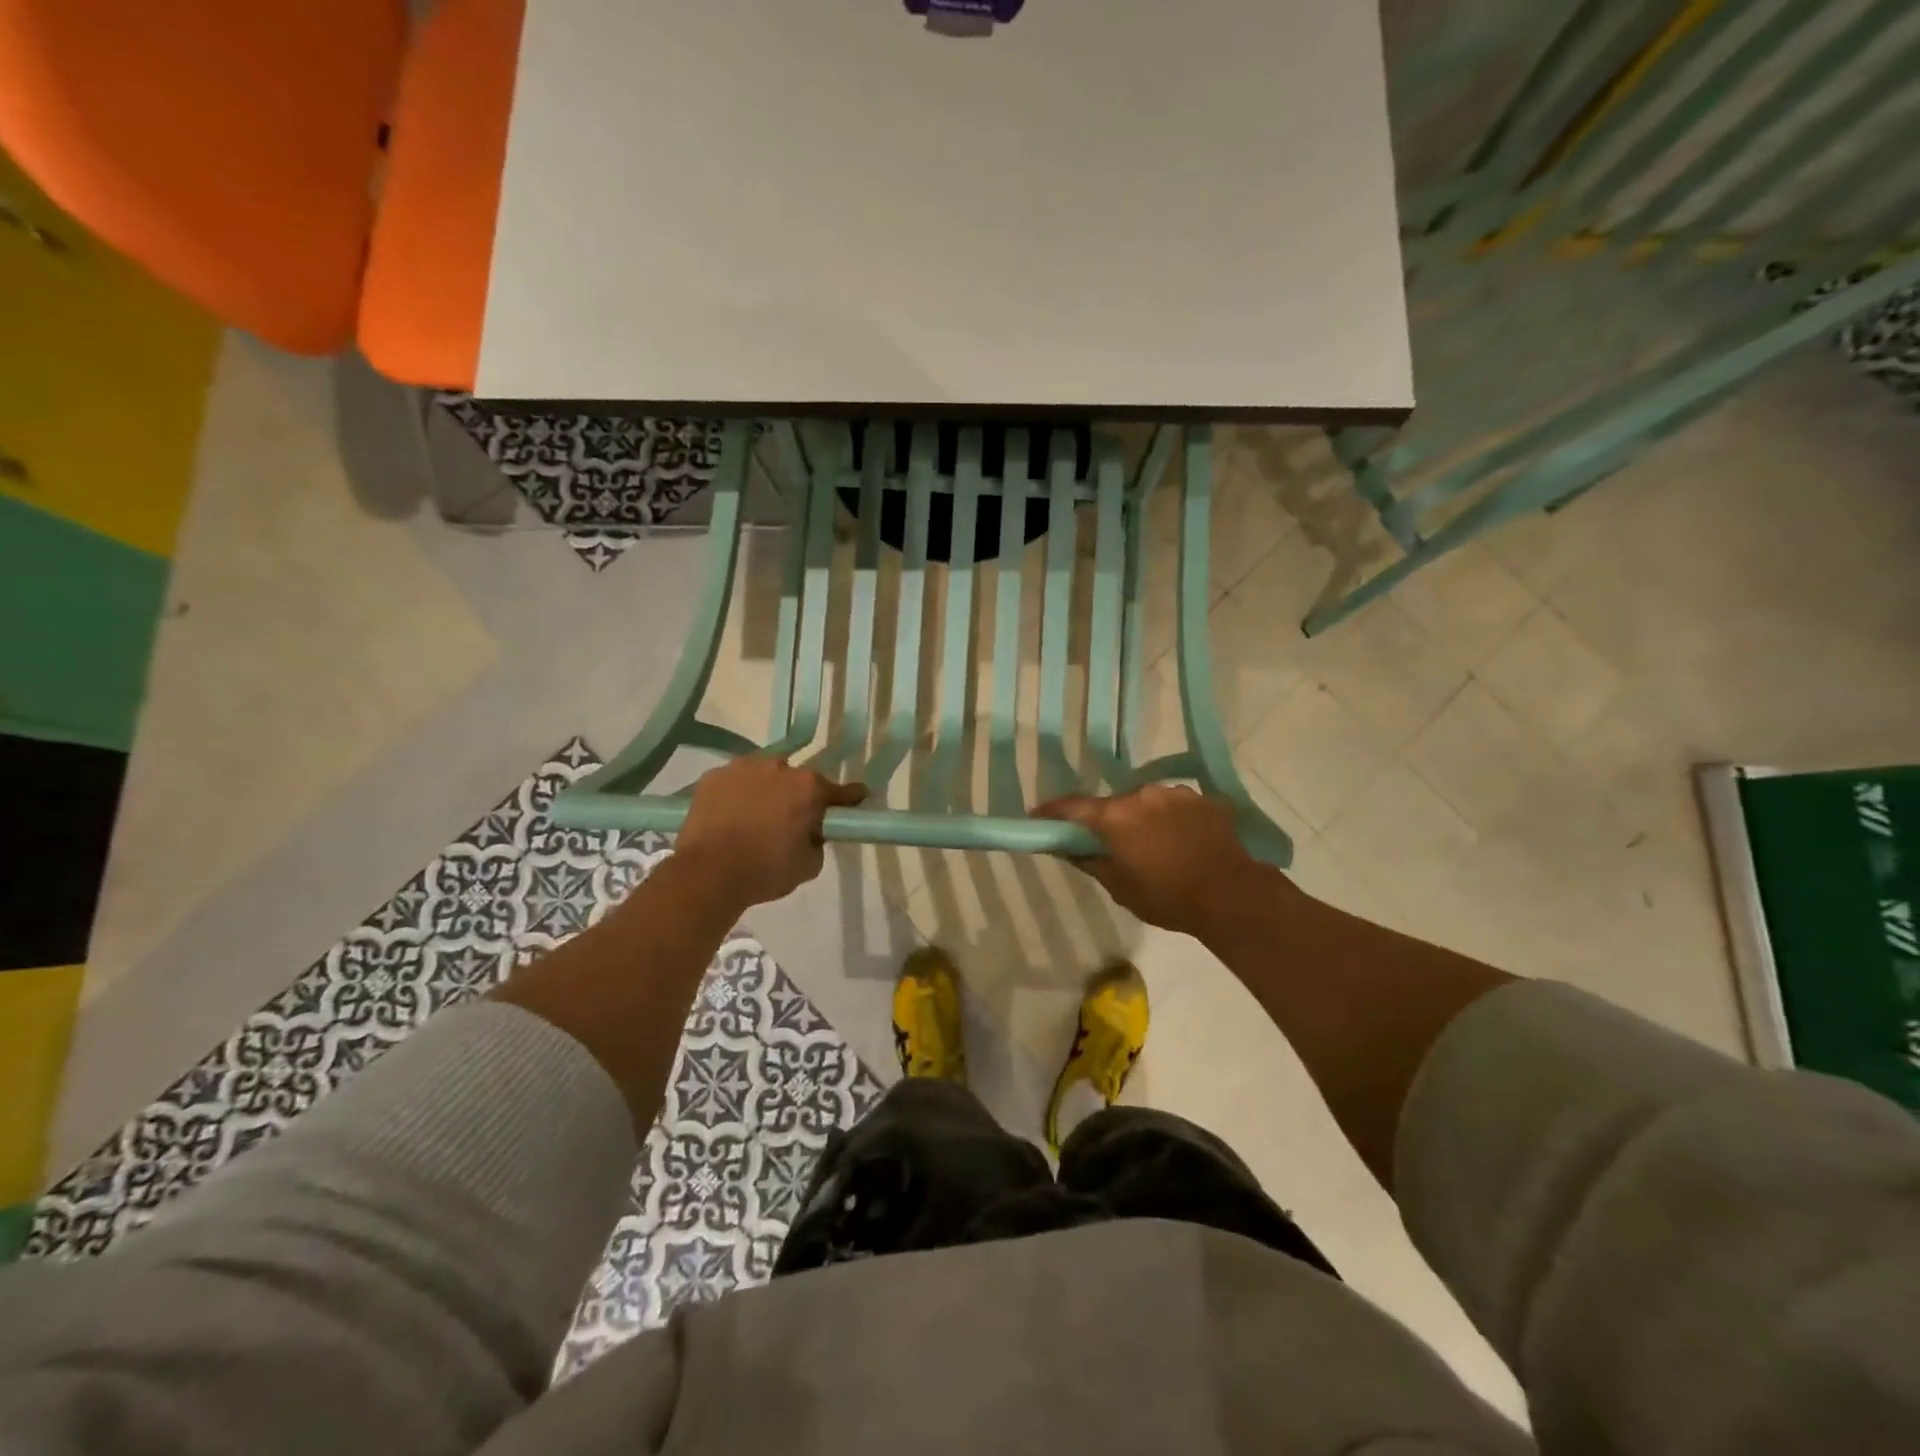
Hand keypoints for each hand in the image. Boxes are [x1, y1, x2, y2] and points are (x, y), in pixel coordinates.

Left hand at [674, 757, 867, 909]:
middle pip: (797, 781)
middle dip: (798, 797)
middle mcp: (778, 767)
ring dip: (766, 791)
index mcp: (808, 788)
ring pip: (763, 776)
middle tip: (789, 822)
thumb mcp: (809, 864)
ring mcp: (742, 768)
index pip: (838, 791)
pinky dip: (737, 794)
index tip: (858, 797)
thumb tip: (810, 831)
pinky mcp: (713, 777)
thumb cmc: (765, 870)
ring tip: (755, 818)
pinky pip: (735, 782)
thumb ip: (817, 840)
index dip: (849, 798)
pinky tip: (731, 815)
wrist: (707, 874)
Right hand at [1032, 784, 1279, 937]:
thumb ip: (1089, 861)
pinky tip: (1181, 842)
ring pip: (1146, 802)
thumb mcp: (1119, 887)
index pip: (1073, 806)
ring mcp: (1176, 793)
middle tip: (1111, 844)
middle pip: (1114, 804)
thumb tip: (1065, 846)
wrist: (1232, 895)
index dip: (1052, 811)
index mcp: (1116, 816)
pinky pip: (1176, 806)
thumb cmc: (1167, 897)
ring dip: (1142, 819)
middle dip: (1107, 821)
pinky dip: (1171, 820)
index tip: (1038, 815)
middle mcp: (1142, 794)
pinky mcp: (1204, 799)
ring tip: (1154, 846)